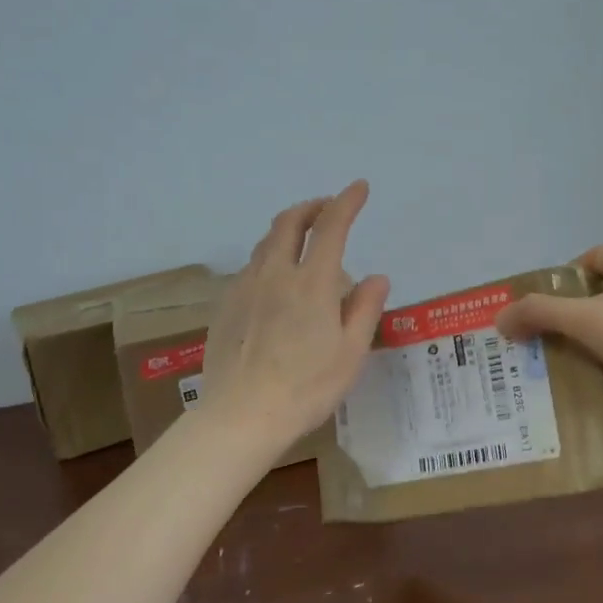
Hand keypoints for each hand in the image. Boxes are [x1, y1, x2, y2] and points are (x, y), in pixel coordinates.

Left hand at [201, 180, 390, 454]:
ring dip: (286, 230)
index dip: (346, 202)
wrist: (242, 414)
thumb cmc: (306, 388)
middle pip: (288, 223)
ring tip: (301, 241)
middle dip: (311, 207)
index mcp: (311, 283)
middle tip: (326, 207)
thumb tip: (377, 277)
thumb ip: (364, 309)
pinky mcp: (225, 306)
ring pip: (265, 244)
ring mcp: (244, 288)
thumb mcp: (350, 353)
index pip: (331, 227)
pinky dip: (268, 259)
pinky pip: (250, 269)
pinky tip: (274, 282)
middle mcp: (274, 274)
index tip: (358, 187)